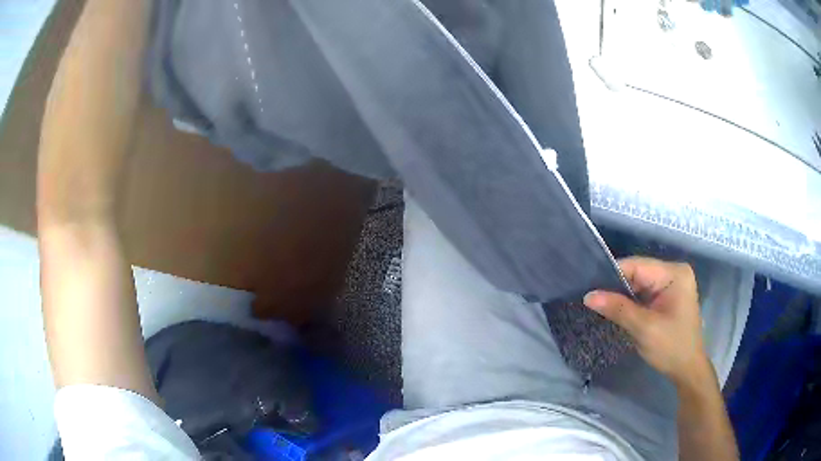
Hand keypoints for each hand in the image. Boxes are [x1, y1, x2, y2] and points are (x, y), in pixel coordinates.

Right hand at [583, 257, 707, 385]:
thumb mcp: (644, 328)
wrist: (687, 369)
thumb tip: (588, 296)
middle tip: (592, 299)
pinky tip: (617, 309)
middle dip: (617, 286)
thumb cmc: (671, 347)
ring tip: (599, 304)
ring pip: (639, 283)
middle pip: (638, 273)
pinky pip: (644, 293)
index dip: (613, 274)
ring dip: (622, 295)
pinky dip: (631, 302)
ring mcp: (672, 284)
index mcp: (674, 273)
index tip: (589, 287)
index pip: (638, 265)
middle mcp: (674, 272)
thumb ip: (617, 309)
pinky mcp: (667, 296)